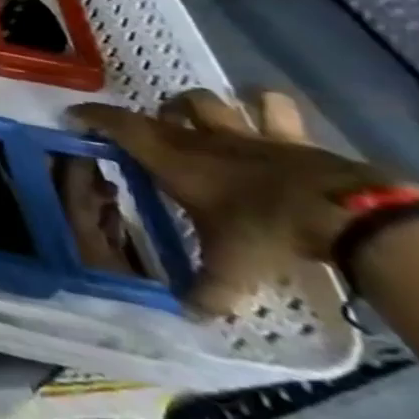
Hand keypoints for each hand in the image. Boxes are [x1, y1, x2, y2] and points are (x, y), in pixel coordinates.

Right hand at [70, 90, 399, 316]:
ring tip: (203, 118)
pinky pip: (276, 109)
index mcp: (173, 160)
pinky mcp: (292, 137)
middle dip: (158, 113)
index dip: (94, 117)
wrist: (342, 213)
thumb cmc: (264, 231)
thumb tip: (191, 316)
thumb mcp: (232, 268)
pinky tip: (265, 113)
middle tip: (158, 127)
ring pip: (214, 102)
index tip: (75, 115)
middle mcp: (202, 139)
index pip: (120, 127)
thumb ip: (209, 291)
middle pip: (169, 108)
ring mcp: (248, 134)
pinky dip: (267, 107)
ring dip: (204, 107)